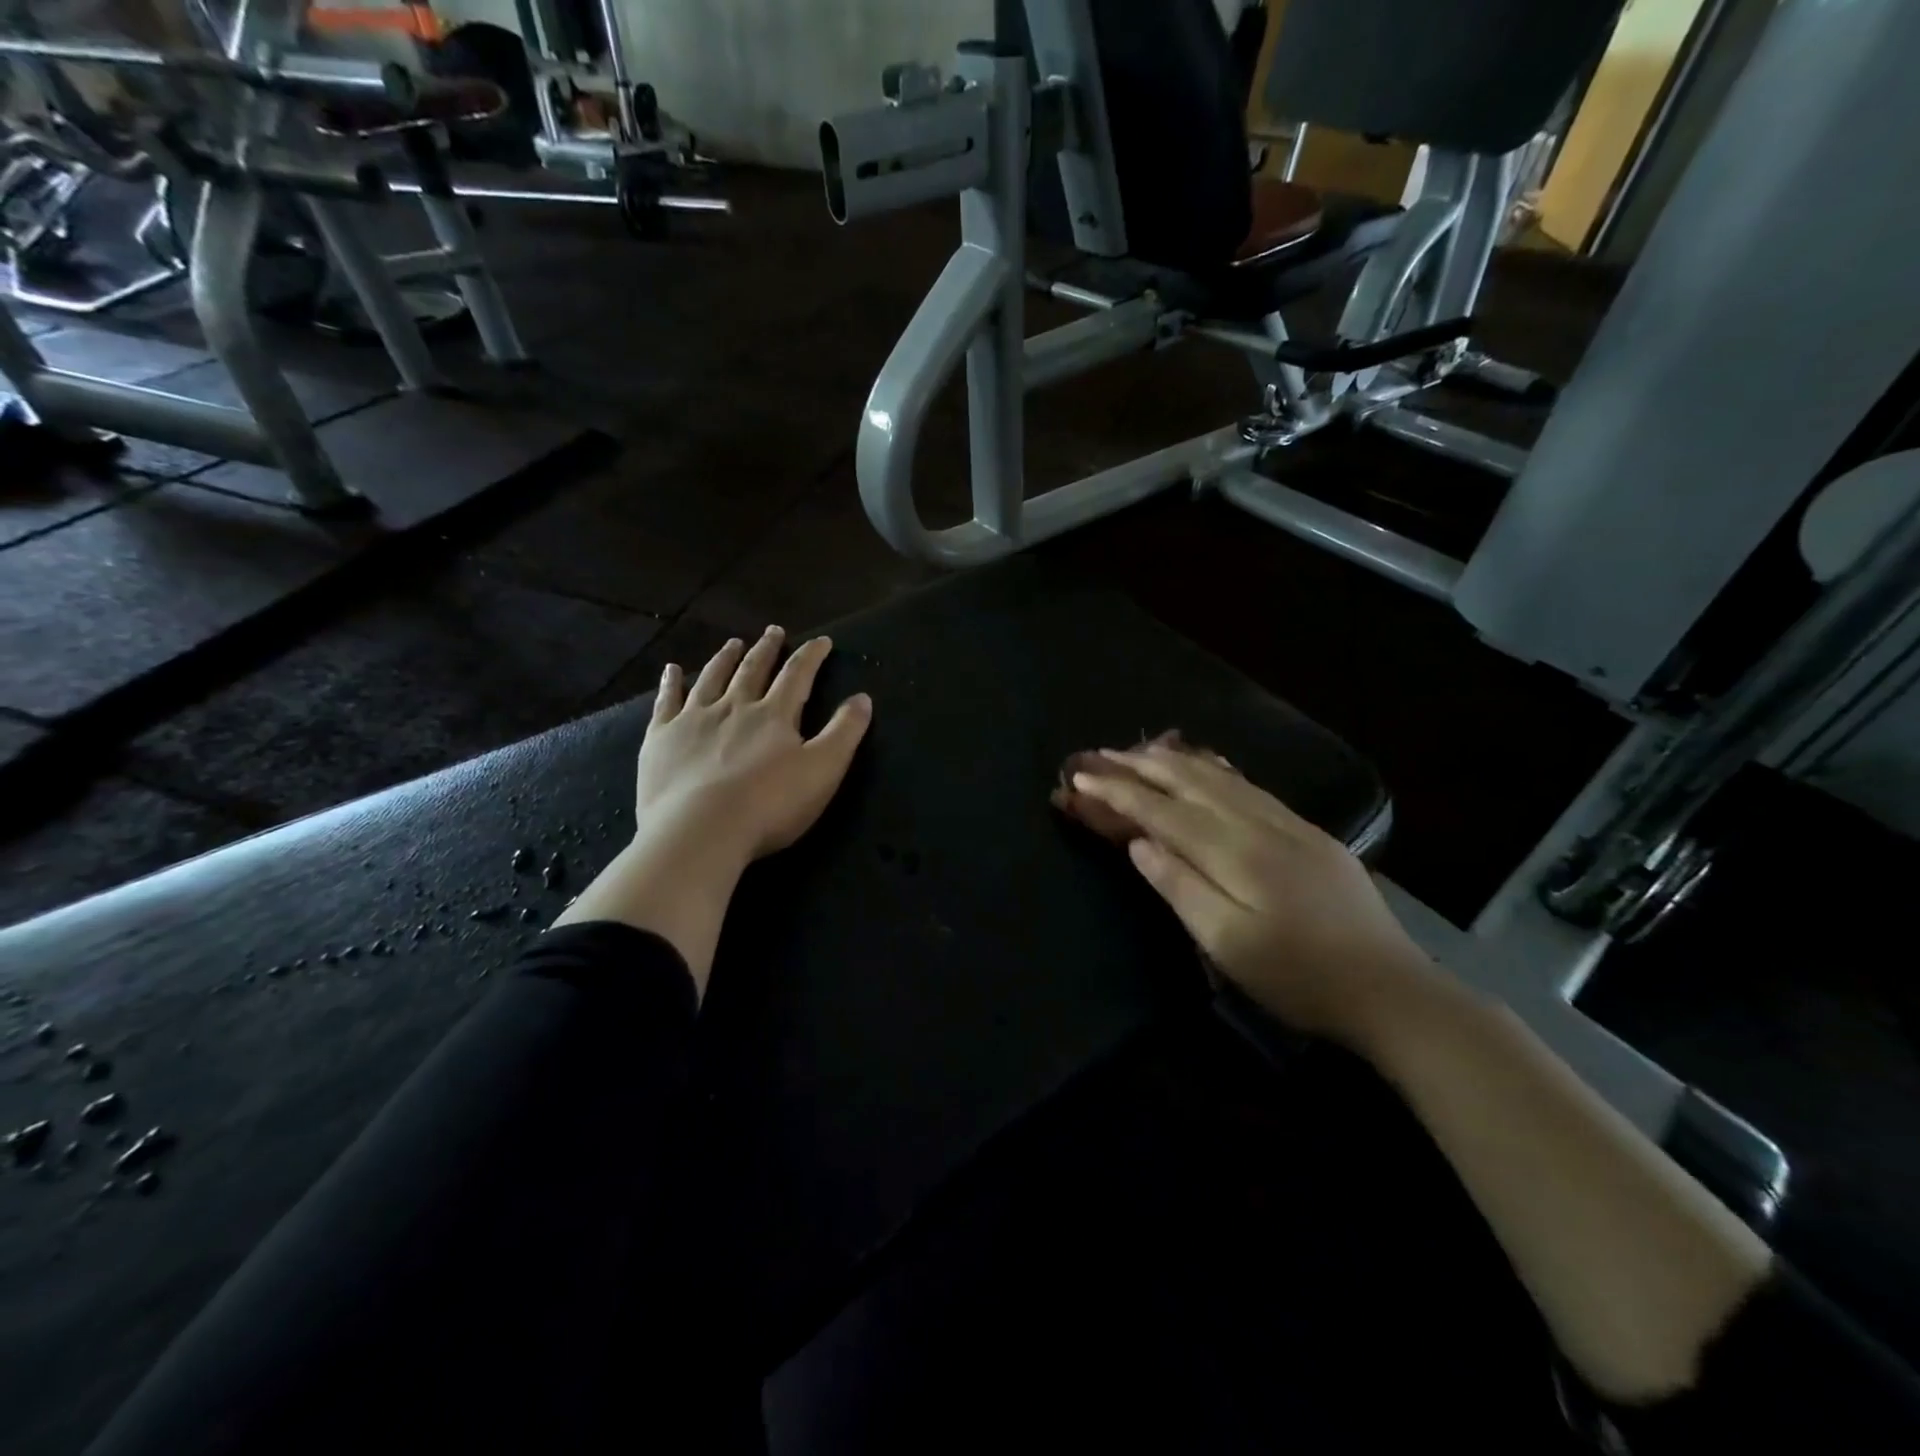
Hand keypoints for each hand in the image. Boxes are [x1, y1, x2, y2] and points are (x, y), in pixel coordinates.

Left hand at [636, 626, 872, 865]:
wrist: (699, 831)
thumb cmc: (769, 805)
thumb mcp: (823, 770)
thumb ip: (844, 732)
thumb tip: (863, 698)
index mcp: (774, 715)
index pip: (797, 675)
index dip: (811, 656)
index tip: (821, 640)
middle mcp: (734, 706)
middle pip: (753, 670)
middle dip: (767, 649)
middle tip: (774, 631)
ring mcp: (694, 719)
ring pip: (712, 678)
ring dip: (725, 659)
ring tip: (733, 644)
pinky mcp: (662, 738)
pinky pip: (667, 702)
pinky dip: (671, 683)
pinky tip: (672, 670)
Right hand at [1063, 741, 1439, 1049]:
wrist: (1390, 989)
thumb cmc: (1298, 977)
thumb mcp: (1227, 944)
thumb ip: (1179, 887)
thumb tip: (1138, 843)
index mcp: (1233, 851)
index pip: (1160, 810)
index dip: (1116, 793)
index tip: (1078, 780)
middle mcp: (1258, 824)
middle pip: (1188, 781)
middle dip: (1138, 765)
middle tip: (1097, 754)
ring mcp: (1288, 824)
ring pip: (1220, 776)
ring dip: (1174, 760)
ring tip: (1139, 749)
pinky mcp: (1308, 833)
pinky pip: (1248, 785)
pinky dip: (1215, 768)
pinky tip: (1207, 764)